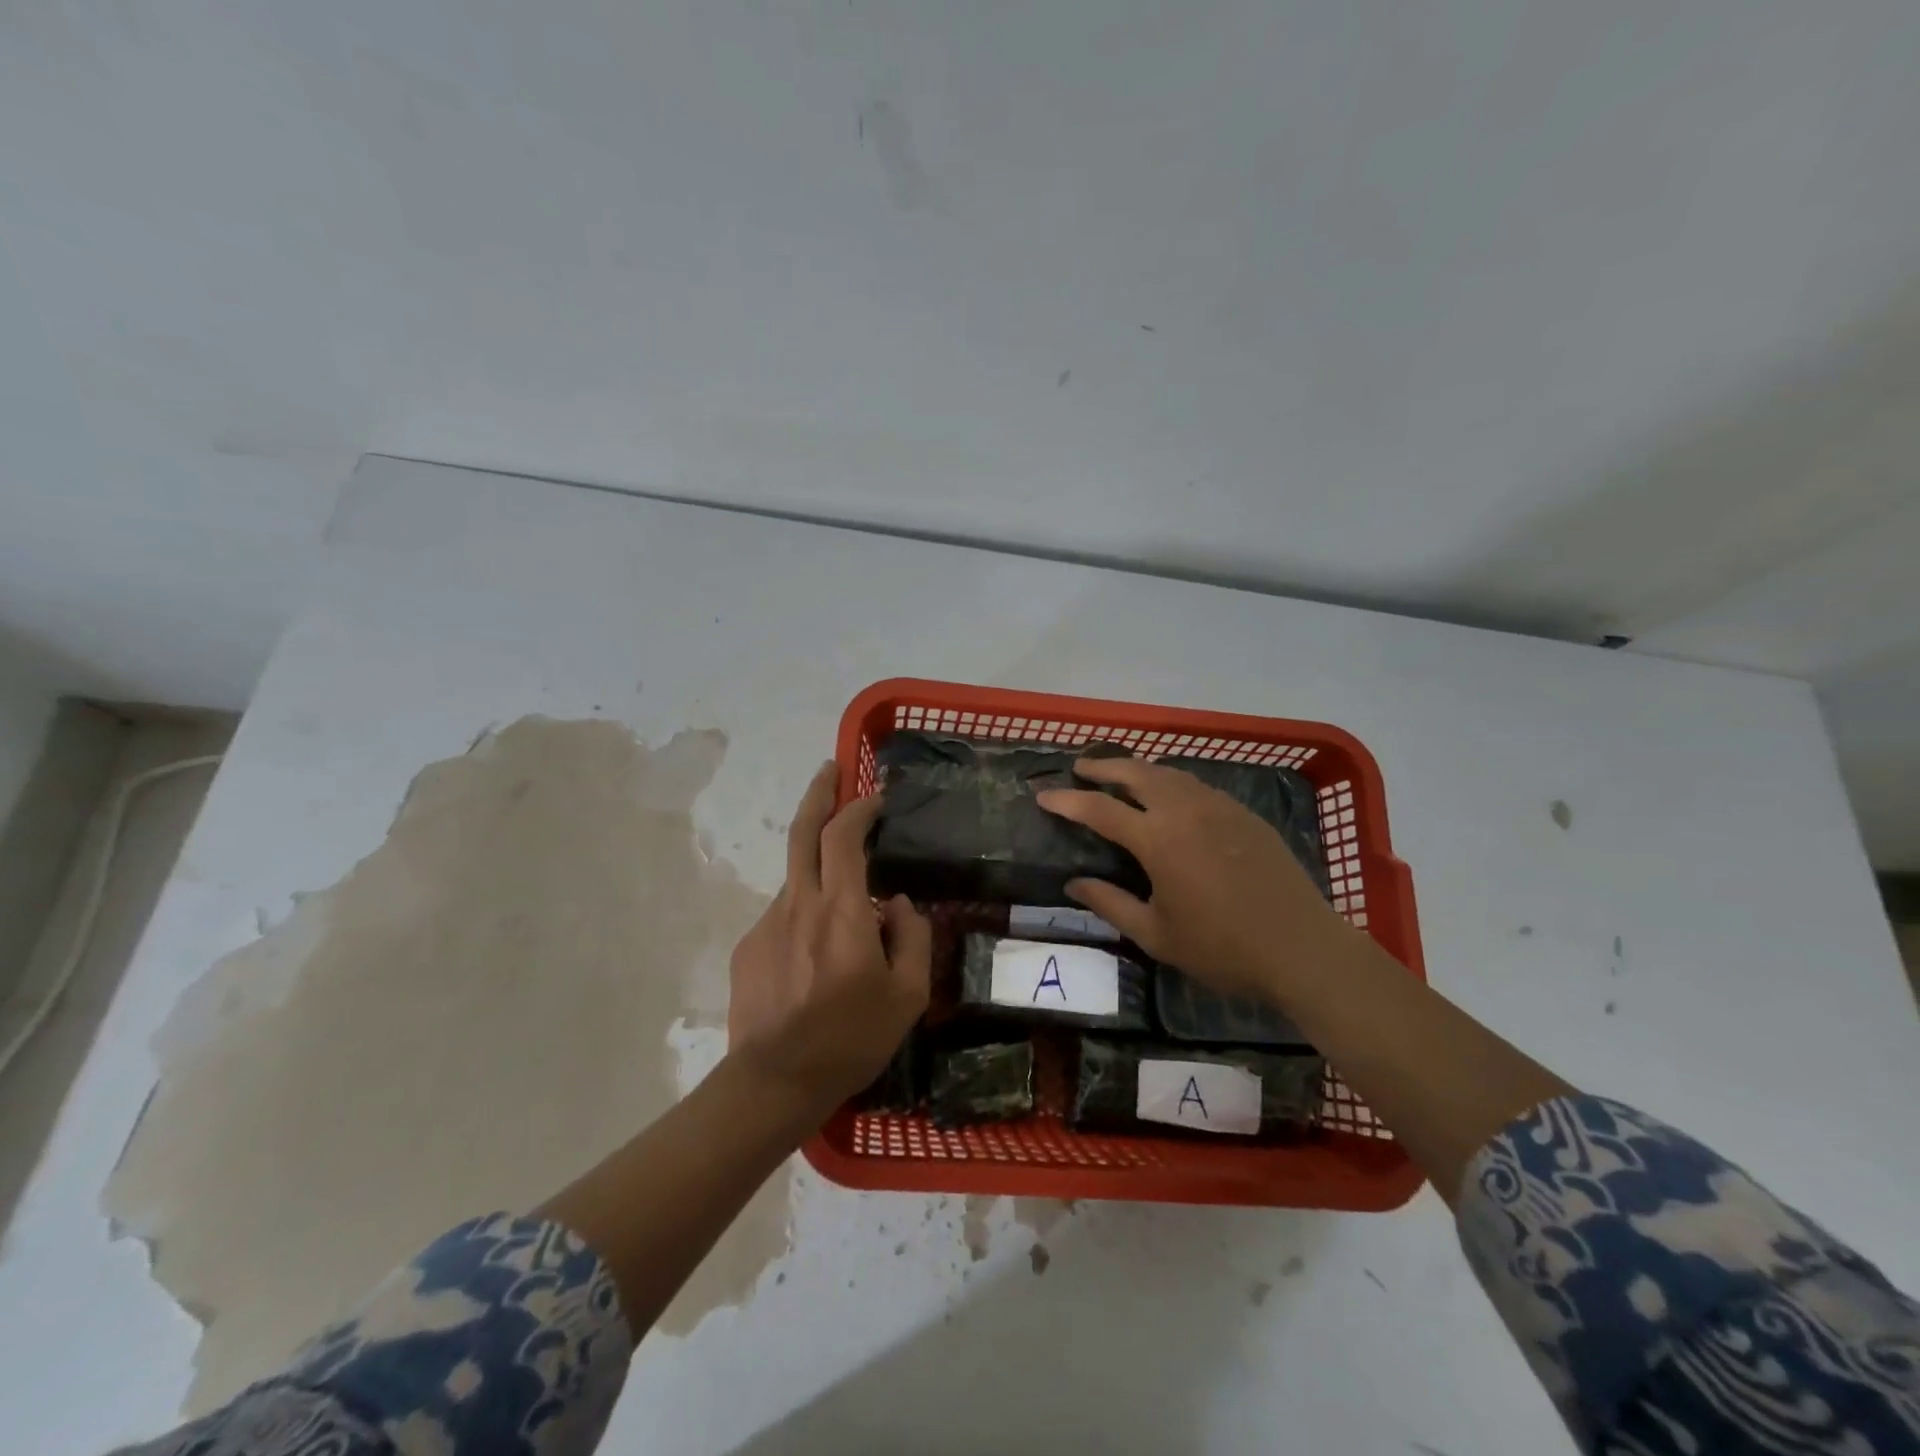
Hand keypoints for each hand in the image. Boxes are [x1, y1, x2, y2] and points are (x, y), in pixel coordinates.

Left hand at [727, 763, 932, 1113]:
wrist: (775, 1082)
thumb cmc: (851, 1039)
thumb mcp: (907, 995)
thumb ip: (911, 937)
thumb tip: (897, 904)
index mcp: (841, 911)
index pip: (843, 836)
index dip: (858, 808)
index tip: (875, 797)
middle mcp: (799, 903)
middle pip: (802, 831)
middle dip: (817, 793)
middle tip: (830, 769)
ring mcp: (767, 923)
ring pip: (798, 878)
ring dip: (821, 870)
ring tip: (846, 914)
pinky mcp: (748, 946)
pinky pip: (786, 915)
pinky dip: (806, 915)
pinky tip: (817, 959)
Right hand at [1038, 756, 1351, 1005]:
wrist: (1302, 948)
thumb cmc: (1222, 949)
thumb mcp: (1156, 935)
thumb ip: (1110, 904)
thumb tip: (1072, 884)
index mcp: (1159, 840)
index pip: (1100, 809)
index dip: (1068, 800)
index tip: (1043, 794)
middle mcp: (1186, 811)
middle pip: (1137, 772)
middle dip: (1103, 765)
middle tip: (1081, 767)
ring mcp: (1220, 807)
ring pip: (1170, 773)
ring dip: (1139, 768)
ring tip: (1120, 774)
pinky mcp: (1245, 814)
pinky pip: (1198, 786)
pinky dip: (1171, 781)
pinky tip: (1170, 795)